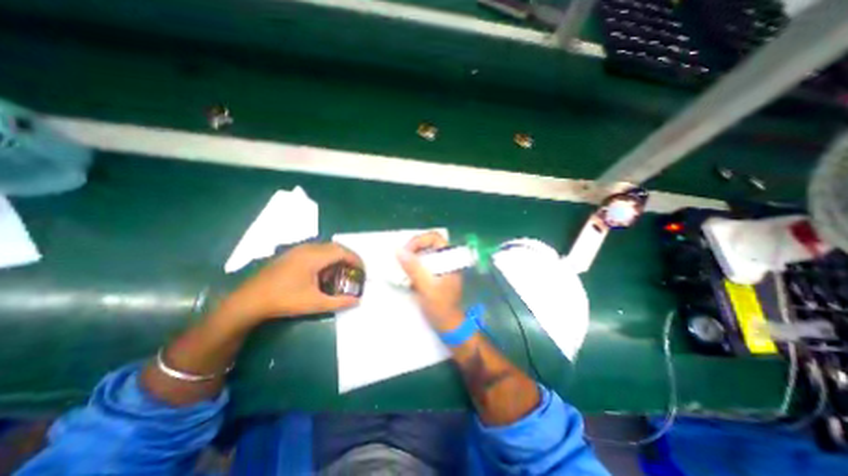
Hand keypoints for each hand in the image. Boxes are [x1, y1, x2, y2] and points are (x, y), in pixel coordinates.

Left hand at [220, 242, 361, 323]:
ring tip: (340, 271)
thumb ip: (339, 302)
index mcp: (314, 257)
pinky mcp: (290, 254)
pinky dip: (325, 258)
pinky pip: (314, 250)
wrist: (249, 301)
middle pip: (335, 247)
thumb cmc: (284, 300)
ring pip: (324, 247)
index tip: (363, 270)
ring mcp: (297, 250)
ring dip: (336, 257)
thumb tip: (357, 301)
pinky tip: (322, 272)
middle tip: (354, 270)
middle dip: (348, 257)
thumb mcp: (315, 303)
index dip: (356, 259)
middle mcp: (307, 248)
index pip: (342, 251)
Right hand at [399, 230, 462, 330]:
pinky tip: (405, 275)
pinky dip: (412, 266)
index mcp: (450, 259)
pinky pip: (421, 264)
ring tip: (400, 267)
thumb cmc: (441, 306)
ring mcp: (440, 267)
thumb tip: (398, 251)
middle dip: (412, 249)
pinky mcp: (434, 275)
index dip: (419, 241)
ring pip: (423, 254)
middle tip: (400, 259)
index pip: (434, 238)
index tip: (405, 252)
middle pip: (428, 244)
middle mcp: (446, 259)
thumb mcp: (426, 287)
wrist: (448, 325)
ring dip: (411, 258)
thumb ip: (414, 268)